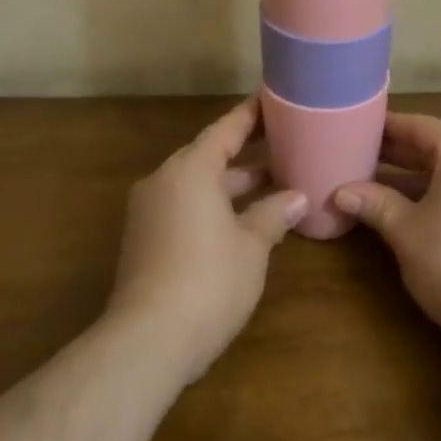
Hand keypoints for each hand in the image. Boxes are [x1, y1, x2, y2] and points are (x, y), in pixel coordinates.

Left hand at [107, 96, 306, 382]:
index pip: (225, 129)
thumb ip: (273, 214)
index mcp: (191, 170)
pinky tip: (241, 219)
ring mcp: (150, 210)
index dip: (250, 115)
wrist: (146, 342)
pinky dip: (212, 204)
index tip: (271, 98)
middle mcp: (165, 180)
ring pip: (197, 183)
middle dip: (245, 150)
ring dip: (231, 182)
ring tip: (271, 181)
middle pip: (209, 154)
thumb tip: (296, 196)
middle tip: (281, 140)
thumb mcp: (251, 246)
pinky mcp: (144, 238)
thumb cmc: (208, 281)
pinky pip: (184, 205)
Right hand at [334, 112, 440, 349]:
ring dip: (422, 177)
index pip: (421, 126)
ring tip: (384, 185)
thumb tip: (341, 192)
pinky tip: (421, 211)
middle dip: (402, 154)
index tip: (361, 127)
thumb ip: (374, 203)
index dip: (389, 127)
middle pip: (440, 147)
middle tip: (364, 156)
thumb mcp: (406, 232)